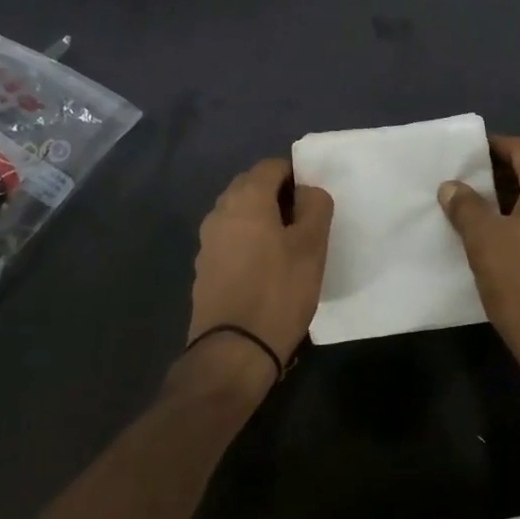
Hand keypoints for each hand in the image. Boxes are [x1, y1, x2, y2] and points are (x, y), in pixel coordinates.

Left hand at [185, 158, 333, 376]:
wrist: (233, 352)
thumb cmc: (278, 291)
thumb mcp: (311, 246)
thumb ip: (315, 206)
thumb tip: (307, 190)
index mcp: (246, 198)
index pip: (272, 165)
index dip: (296, 176)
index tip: (313, 202)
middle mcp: (220, 211)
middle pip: (252, 186)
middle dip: (278, 195)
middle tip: (303, 222)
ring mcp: (207, 241)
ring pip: (239, 213)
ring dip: (262, 219)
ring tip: (287, 247)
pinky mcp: (204, 268)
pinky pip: (230, 239)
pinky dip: (248, 242)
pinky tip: (265, 269)